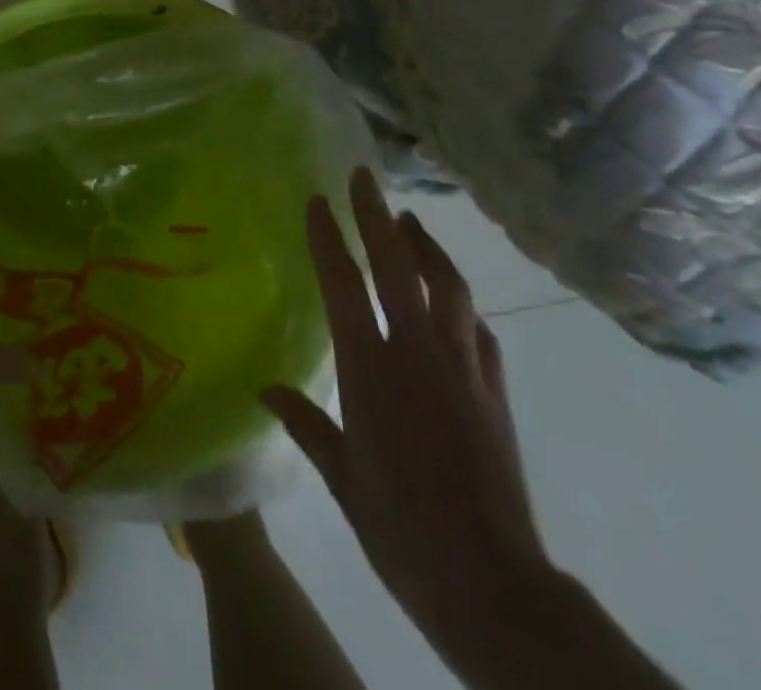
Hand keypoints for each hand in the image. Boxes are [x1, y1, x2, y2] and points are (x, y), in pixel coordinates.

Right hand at [261, 168, 553, 638]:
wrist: (491, 583)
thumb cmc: (401, 529)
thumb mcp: (342, 478)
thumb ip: (306, 423)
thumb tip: (265, 389)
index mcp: (371, 370)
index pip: (343, 286)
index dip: (328, 239)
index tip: (316, 200)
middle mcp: (417, 353)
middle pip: (397, 266)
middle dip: (377, 216)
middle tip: (364, 177)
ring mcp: (463, 367)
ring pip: (448, 285)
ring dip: (426, 246)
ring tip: (410, 220)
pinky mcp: (495, 388)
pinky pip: (478, 329)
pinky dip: (461, 303)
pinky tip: (455, 300)